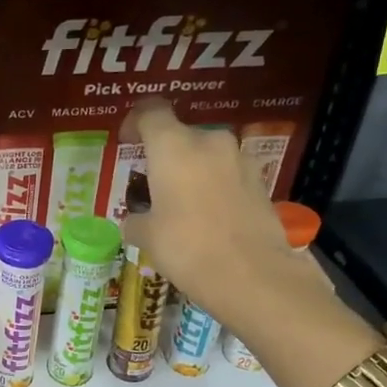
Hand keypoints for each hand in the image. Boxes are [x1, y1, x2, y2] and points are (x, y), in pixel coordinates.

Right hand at [119, 100, 294, 309]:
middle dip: (164, 154)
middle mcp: (209, 142)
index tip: (126, 140)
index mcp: (173, 146)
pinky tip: (207, 216)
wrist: (252, 274)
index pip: (151, 112)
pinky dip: (213, 186)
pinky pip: (227, 174)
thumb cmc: (187, 247)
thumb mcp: (147, 236)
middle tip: (152, 183)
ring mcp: (239, 160)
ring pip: (206, 155)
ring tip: (180, 202)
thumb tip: (134, 220)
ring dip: (191, 170)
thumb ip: (136, 220)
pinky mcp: (260, 182)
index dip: (135, 121)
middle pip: (180, 135)